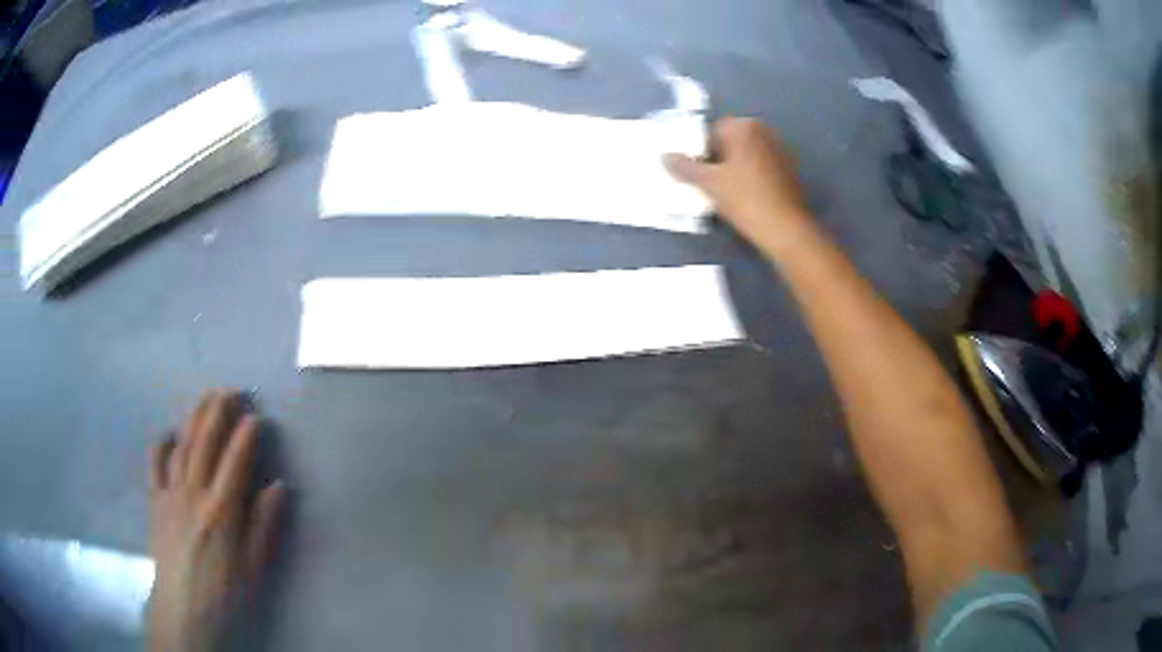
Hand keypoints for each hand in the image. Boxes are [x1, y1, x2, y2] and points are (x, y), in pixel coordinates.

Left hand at [147, 390, 284, 651]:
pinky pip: (155, 463)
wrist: (184, 612)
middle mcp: (194, 493)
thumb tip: (279, 486)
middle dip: (218, 411)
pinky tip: (169, 433)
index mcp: (222, 511)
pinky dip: (161, 443)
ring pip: (182, 445)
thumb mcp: (254, 569)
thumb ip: (264, 526)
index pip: (235, 461)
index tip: (256, 414)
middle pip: (206, 442)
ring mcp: (170, 493)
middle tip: (232, 389)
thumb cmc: (225, 595)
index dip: (245, 435)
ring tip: (206, 397)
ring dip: (194, 417)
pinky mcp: (155, 501)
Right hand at [665, 117, 813, 257]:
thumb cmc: (745, 199)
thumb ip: (684, 167)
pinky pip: (760, 167)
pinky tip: (745, 197)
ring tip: (726, 193)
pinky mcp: (789, 170)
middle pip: (730, 142)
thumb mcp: (708, 184)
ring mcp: (780, 150)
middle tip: (708, 183)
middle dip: (717, 158)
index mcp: (744, 127)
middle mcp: (764, 131)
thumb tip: (665, 157)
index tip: (696, 173)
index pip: (711, 132)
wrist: (786, 229)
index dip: (700, 152)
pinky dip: (750, 176)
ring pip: (746, 155)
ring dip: (734, 168)